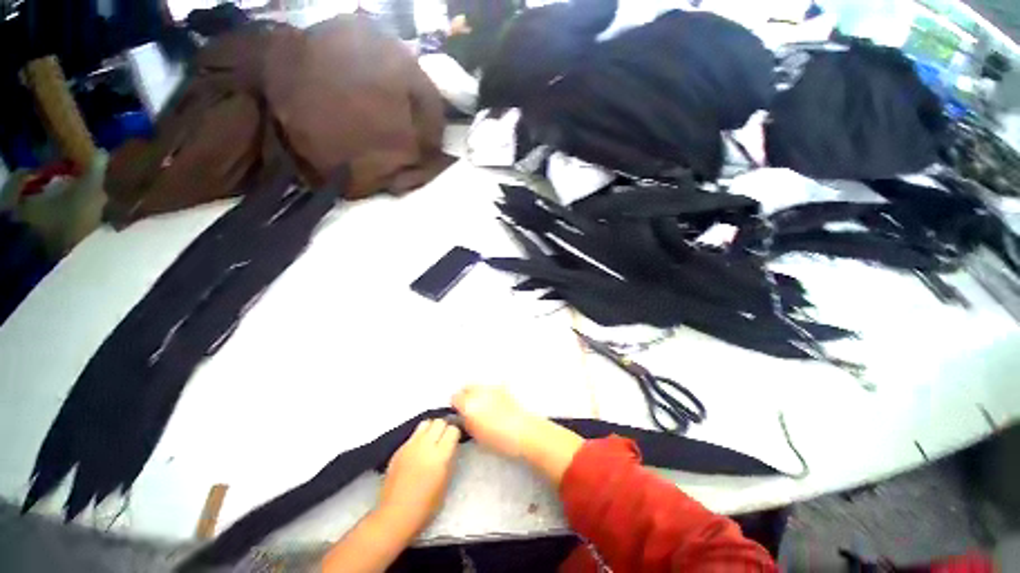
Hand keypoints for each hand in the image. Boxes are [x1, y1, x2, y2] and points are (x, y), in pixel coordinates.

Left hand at [377, 419, 460, 537]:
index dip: (455, 433)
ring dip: (431, 428)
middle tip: (445, 439)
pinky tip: (419, 451)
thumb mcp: (445, 483)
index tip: (455, 440)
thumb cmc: (425, 507)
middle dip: (444, 427)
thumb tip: (452, 446)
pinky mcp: (399, 449)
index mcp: (440, 456)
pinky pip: (413, 434)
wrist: (395, 516)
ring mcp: (410, 445)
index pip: (453, 429)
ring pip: (426, 422)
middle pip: (439, 421)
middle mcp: (425, 445)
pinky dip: (419, 437)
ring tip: (432, 440)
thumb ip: (450, 459)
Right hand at [453, 385, 584, 483]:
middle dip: (465, 394)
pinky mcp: (505, 388)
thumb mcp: (477, 435)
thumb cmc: (499, 439)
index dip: (455, 405)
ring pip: (480, 385)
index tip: (458, 412)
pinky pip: (493, 387)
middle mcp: (479, 391)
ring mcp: (493, 387)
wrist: (524, 432)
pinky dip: (491, 392)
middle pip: (467, 387)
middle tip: (469, 408)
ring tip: (483, 406)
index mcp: (469, 404)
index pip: (455, 397)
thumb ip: (467, 422)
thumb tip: (464, 416)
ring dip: (478, 392)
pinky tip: (496, 403)